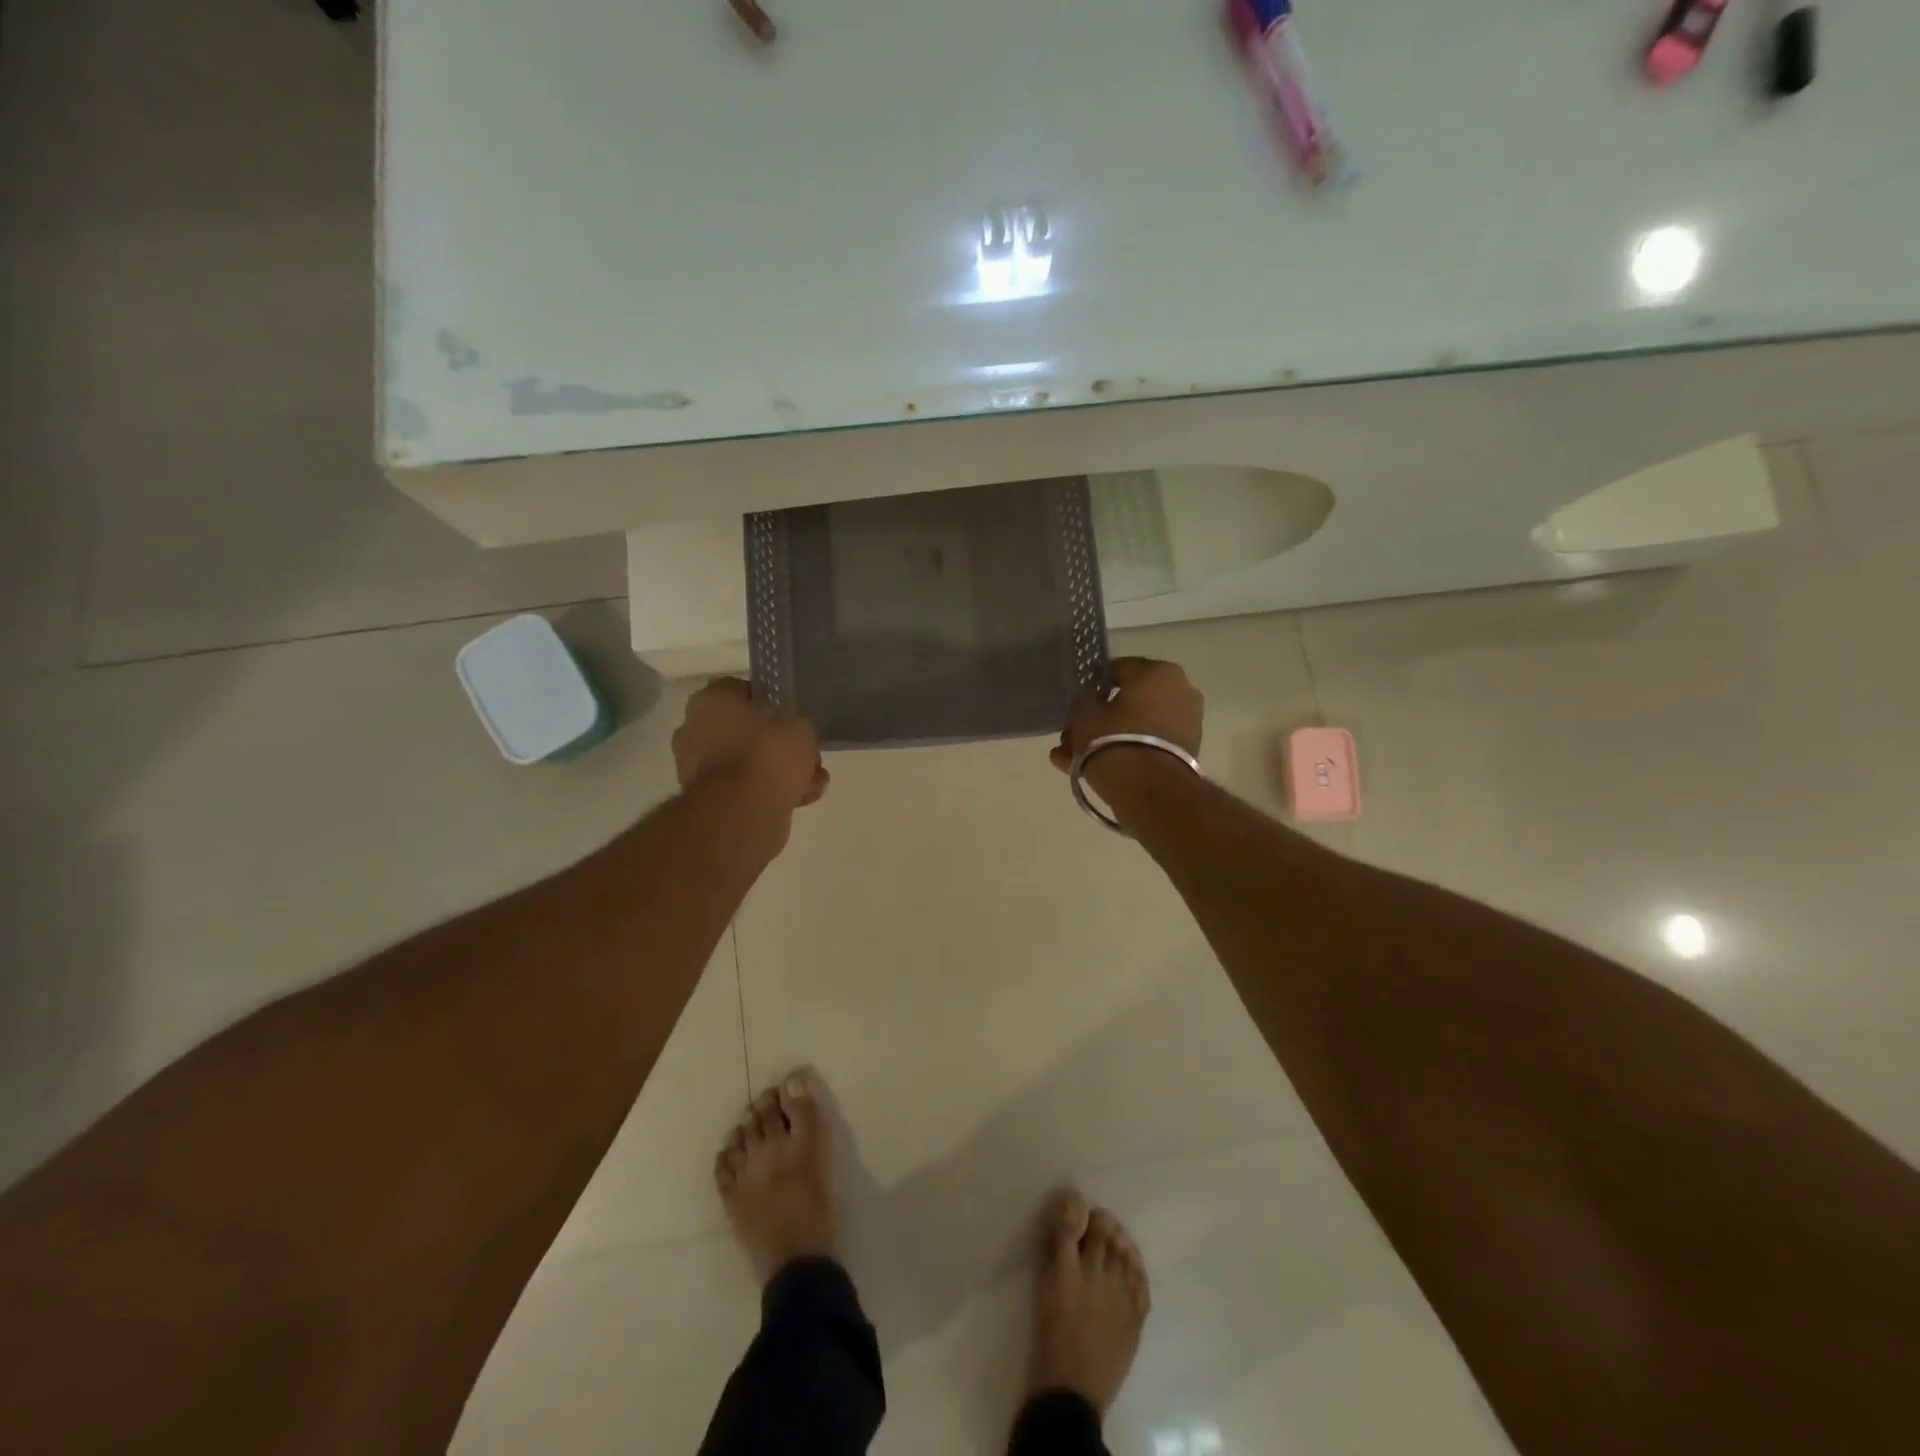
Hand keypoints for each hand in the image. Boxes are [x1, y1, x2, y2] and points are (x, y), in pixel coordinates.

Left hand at [673, 678, 828, 812]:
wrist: (742, 812)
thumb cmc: (767, 753)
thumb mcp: (800, 726)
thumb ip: (796, 725)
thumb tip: (792, 736)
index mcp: (710, 700)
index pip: (742, 691)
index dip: (772, 703)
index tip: (792, 718)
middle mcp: (695, 729)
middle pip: (745, 730)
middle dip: (777, 745)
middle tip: (805, 755)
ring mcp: (696, 767)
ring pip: (747, 762)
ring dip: (778, 772)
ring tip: (812, 783)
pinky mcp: (706, 799)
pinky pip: (744, 788)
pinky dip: (769, 792)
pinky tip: (801, 799)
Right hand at [1050, 658, 1203, 800]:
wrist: (1150, 791)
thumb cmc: (1113, 741)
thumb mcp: (1084, 714)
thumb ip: (1085, 699)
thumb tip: (1092, 698)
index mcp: (1158, 671)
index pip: (1116, 669)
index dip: (1092, 686)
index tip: (1076, 703)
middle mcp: (1180, 690)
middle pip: (1127, 701)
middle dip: (1099, 718)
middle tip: (1072, 735)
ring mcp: (1187, 722)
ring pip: (1135, 726)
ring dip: (1107, 738)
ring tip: (1074, 758)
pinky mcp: (1186, 752)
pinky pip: (1147, 744)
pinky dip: (1125, 752)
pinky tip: (1094, 769)